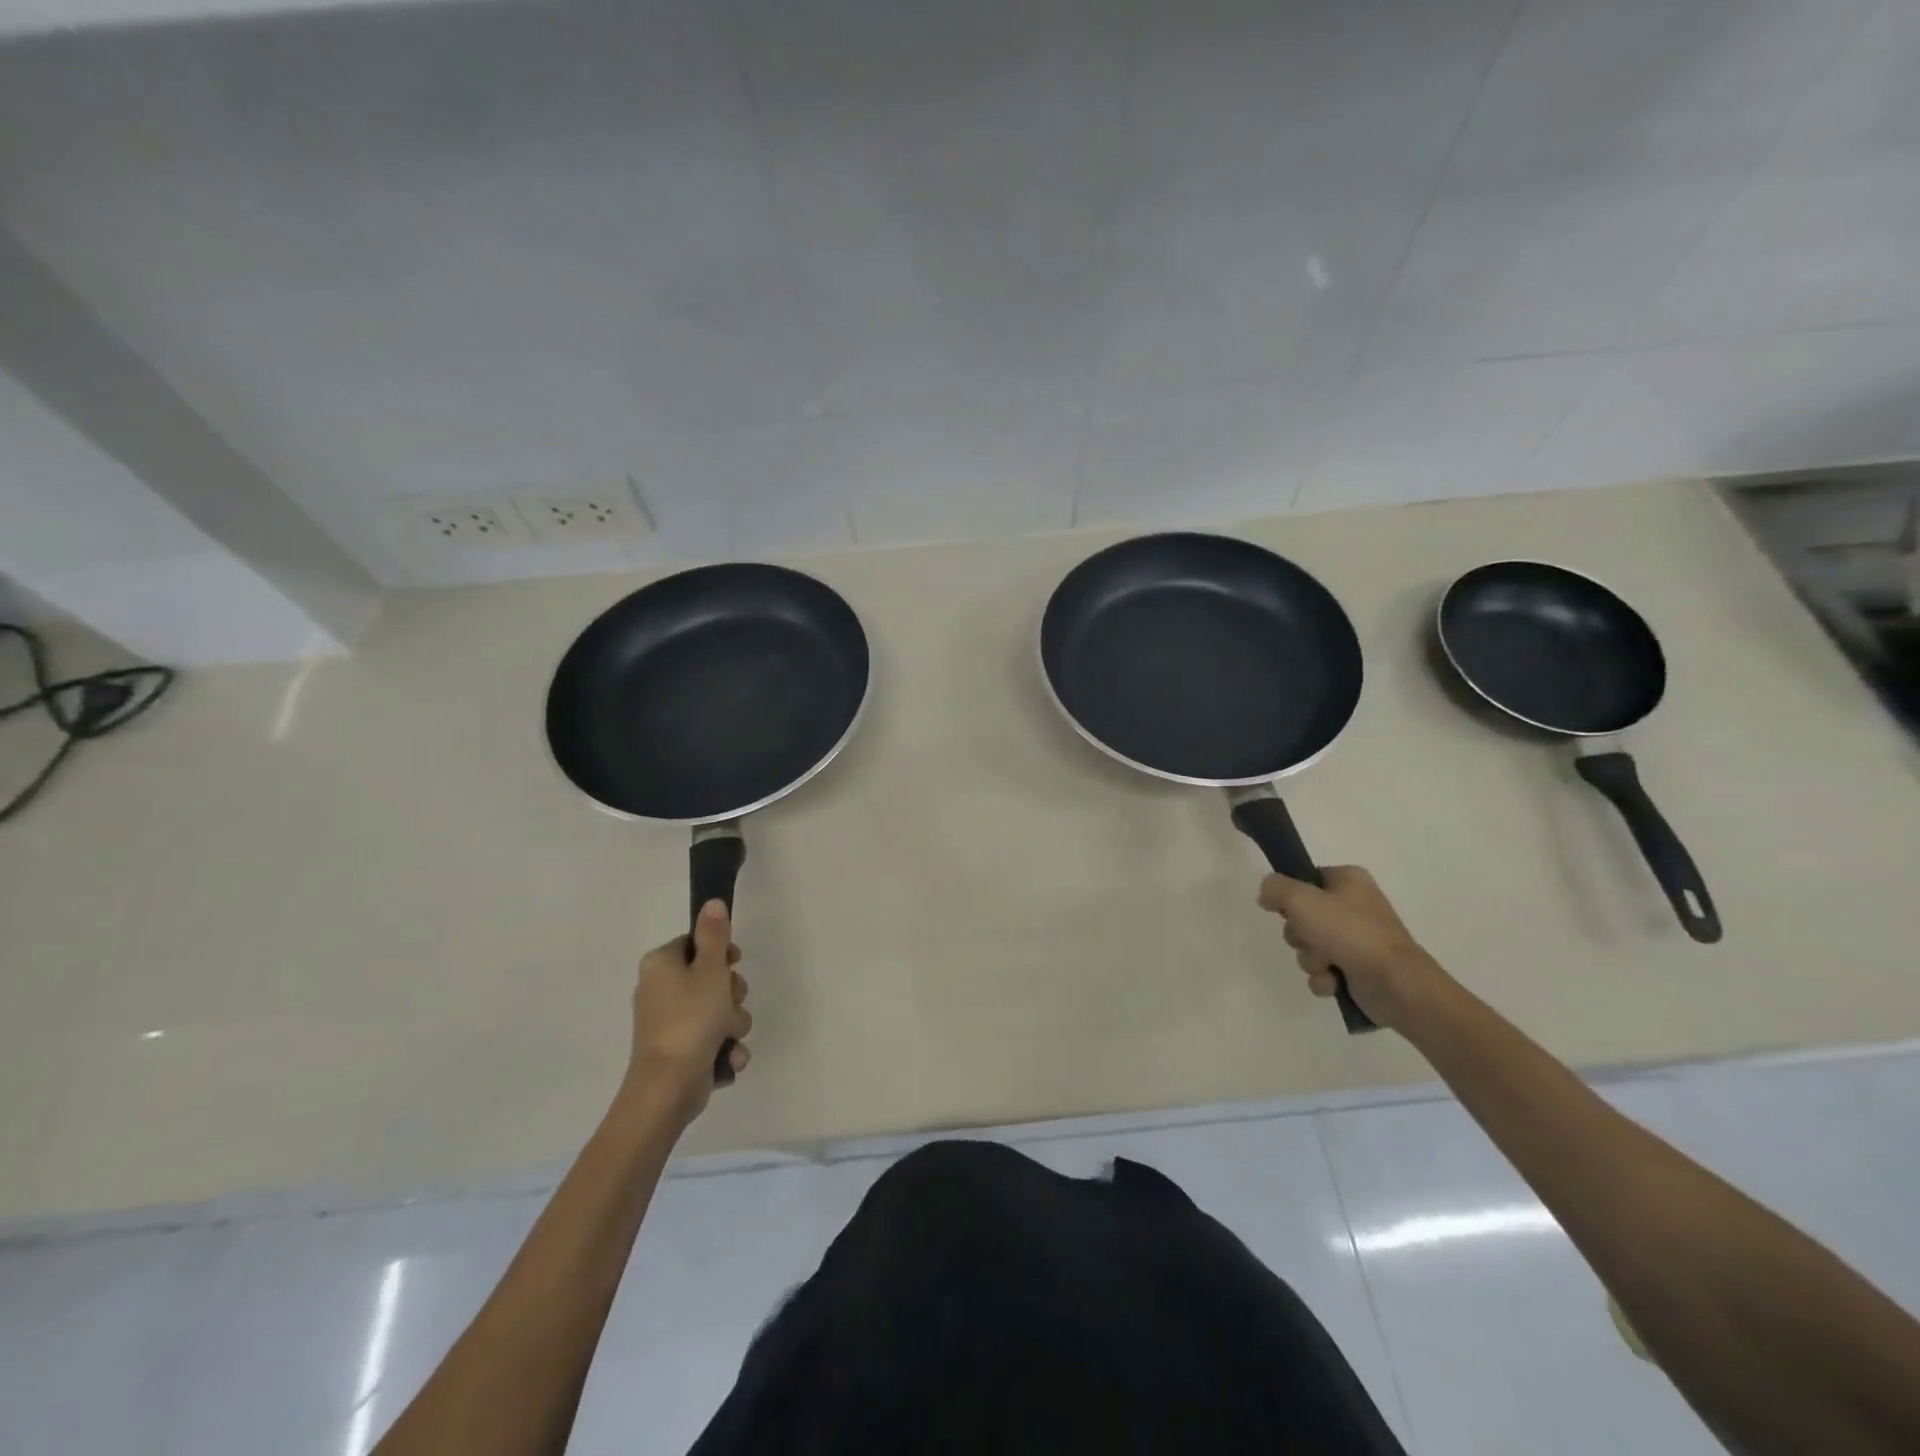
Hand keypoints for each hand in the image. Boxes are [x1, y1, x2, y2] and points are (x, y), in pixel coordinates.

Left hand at [624, 899, 752, 1123]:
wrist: (669, 1087)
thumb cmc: (690, 1019)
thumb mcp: (710, 970)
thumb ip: (714, 935)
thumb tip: (712, 902)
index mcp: (661, 965)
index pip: (696, 943)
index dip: (721, 953)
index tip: (734, 963)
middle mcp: (660, 990)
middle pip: (710, 977)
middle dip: (731, 993)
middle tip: (732, 1002)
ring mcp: (670, 1023)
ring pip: (718, 1009)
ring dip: (733, 1022)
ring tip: (728, 1036)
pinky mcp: (681, 1051)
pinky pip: (713, 1038)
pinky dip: (724, 1048)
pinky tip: (728, 1058)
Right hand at [1257, 866, 1447, 1030]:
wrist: (1397, 985)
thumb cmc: (1351, 933)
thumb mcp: (1302, 900)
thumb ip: (1275, 888)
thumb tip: (1266, 894)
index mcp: (1348, 880)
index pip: (1305, 879)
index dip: (1290, 896)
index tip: (1289, 910)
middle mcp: (1353, 905)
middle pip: (1302, 916)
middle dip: (1300, 935)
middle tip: (1313, 939)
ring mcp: (1357, 938)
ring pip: (1309, 945)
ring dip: (1311, 959)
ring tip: (1328, 966)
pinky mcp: (1358, 968)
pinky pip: (1323, 970)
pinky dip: (1324, 978)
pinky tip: (1334, 983)